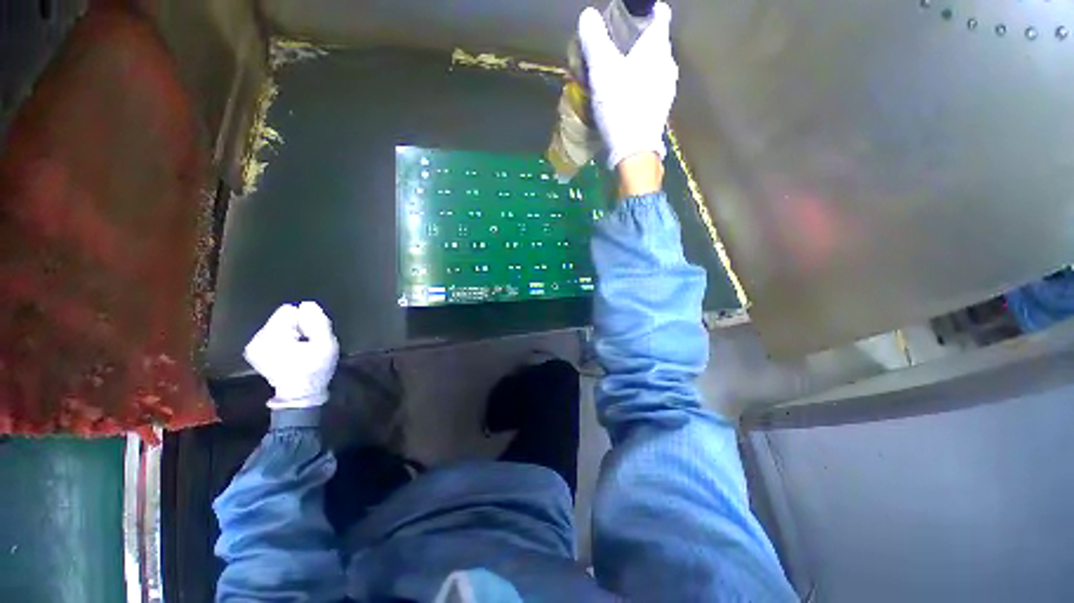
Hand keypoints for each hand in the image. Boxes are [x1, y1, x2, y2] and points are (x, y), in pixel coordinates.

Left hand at [244, 302, 338, 408]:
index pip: (288, 311)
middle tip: (306, 344)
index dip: (304, 320)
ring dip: (290, 334)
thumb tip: (308, 305)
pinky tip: (289, 353)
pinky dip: (282, 340)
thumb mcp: (327, 345)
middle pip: (281, 318)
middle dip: (296, 327)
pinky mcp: (253, 351)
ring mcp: (252, 346)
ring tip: (299, 350)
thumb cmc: (315, 369)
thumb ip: (319, 323)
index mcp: (273, 336)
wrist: (300, 394)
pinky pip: (271, 334)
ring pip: (276, 325)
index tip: (309, 336)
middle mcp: (257, 338)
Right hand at [579, 1, 677, 170]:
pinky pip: (651, 87)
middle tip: (614, 49)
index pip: (659, 14)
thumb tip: (588, 16)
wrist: (634, 151)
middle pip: (655, 42)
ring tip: (617, 75)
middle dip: (636, 41)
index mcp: (657, 47)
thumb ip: (595, 39)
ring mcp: (667, 89)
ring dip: (638, 65)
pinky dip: (640, 85)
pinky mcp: (661, 110)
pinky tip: (625, 97)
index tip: (626, 18)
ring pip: (653, 66)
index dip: (644, 11)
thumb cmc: (620, 106)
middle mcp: (668, 64)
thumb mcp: (602, 69)